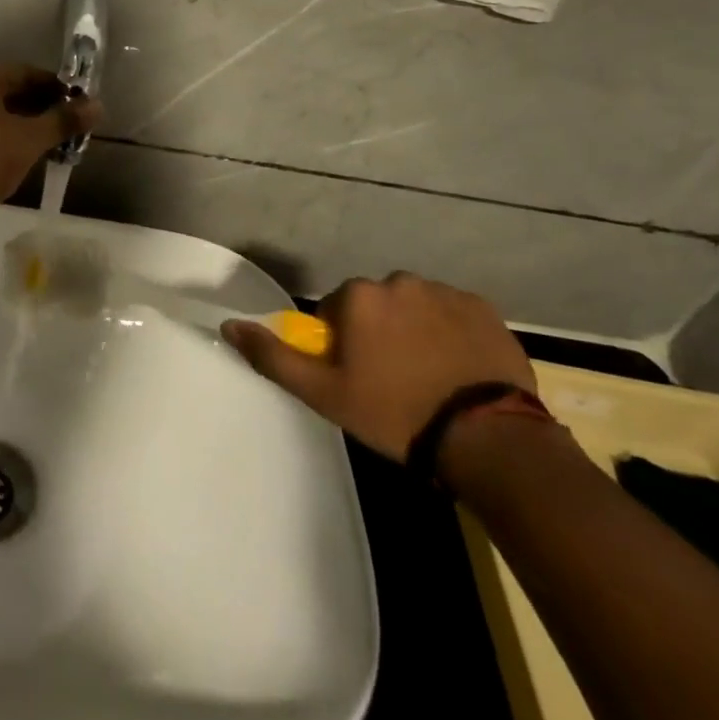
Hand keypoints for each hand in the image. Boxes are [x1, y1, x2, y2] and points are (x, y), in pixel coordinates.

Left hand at [0, 62, 100, 209]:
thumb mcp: (30, 138)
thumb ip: (63, 120)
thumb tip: (98, 106)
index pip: (26, 73)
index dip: (57, 89)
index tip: (78, 105)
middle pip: (7, 93)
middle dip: (39, 110)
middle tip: (66, 127)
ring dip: (20, 126)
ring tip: (47, 144)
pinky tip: (18, 156)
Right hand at [222, 273, 534, 460]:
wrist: (488, 438)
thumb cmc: (395, 414)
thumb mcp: (324, 394)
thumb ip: (274, 357)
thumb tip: (230, 325)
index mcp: (360, 296)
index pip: (338, 310)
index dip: (345, 344)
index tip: (360, 377)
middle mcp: (400, 281)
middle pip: (378, 304)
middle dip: (381, 332)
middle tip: (395, 380)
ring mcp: (446, 292)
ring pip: (417, 308)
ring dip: (416, 331)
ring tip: (431, 378)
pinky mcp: (485, 309)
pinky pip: (456, 316)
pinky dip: (453, 335)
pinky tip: (460, 371)